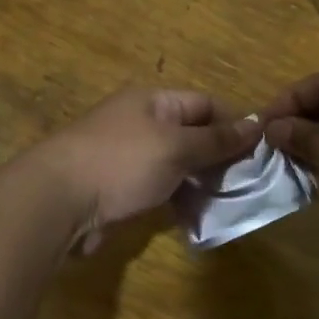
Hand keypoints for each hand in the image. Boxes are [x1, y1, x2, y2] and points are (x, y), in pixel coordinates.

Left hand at [36, 89, 258, 250]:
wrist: (57, 202)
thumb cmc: (121, 163)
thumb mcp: (176, 147)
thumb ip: (216, 140)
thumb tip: (256, 123)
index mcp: (152, 102)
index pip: (204, 104)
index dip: (234, 124)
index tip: (261, 152)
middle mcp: (140, 123)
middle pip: (191, 135)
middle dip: (219, 157)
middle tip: (249, 183)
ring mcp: (127, 157)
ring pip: (176, 165)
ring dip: (200, 182)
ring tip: (229, 202)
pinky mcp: (118, 189)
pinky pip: (158, 188)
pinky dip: (178, 199)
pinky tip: (197, 216)